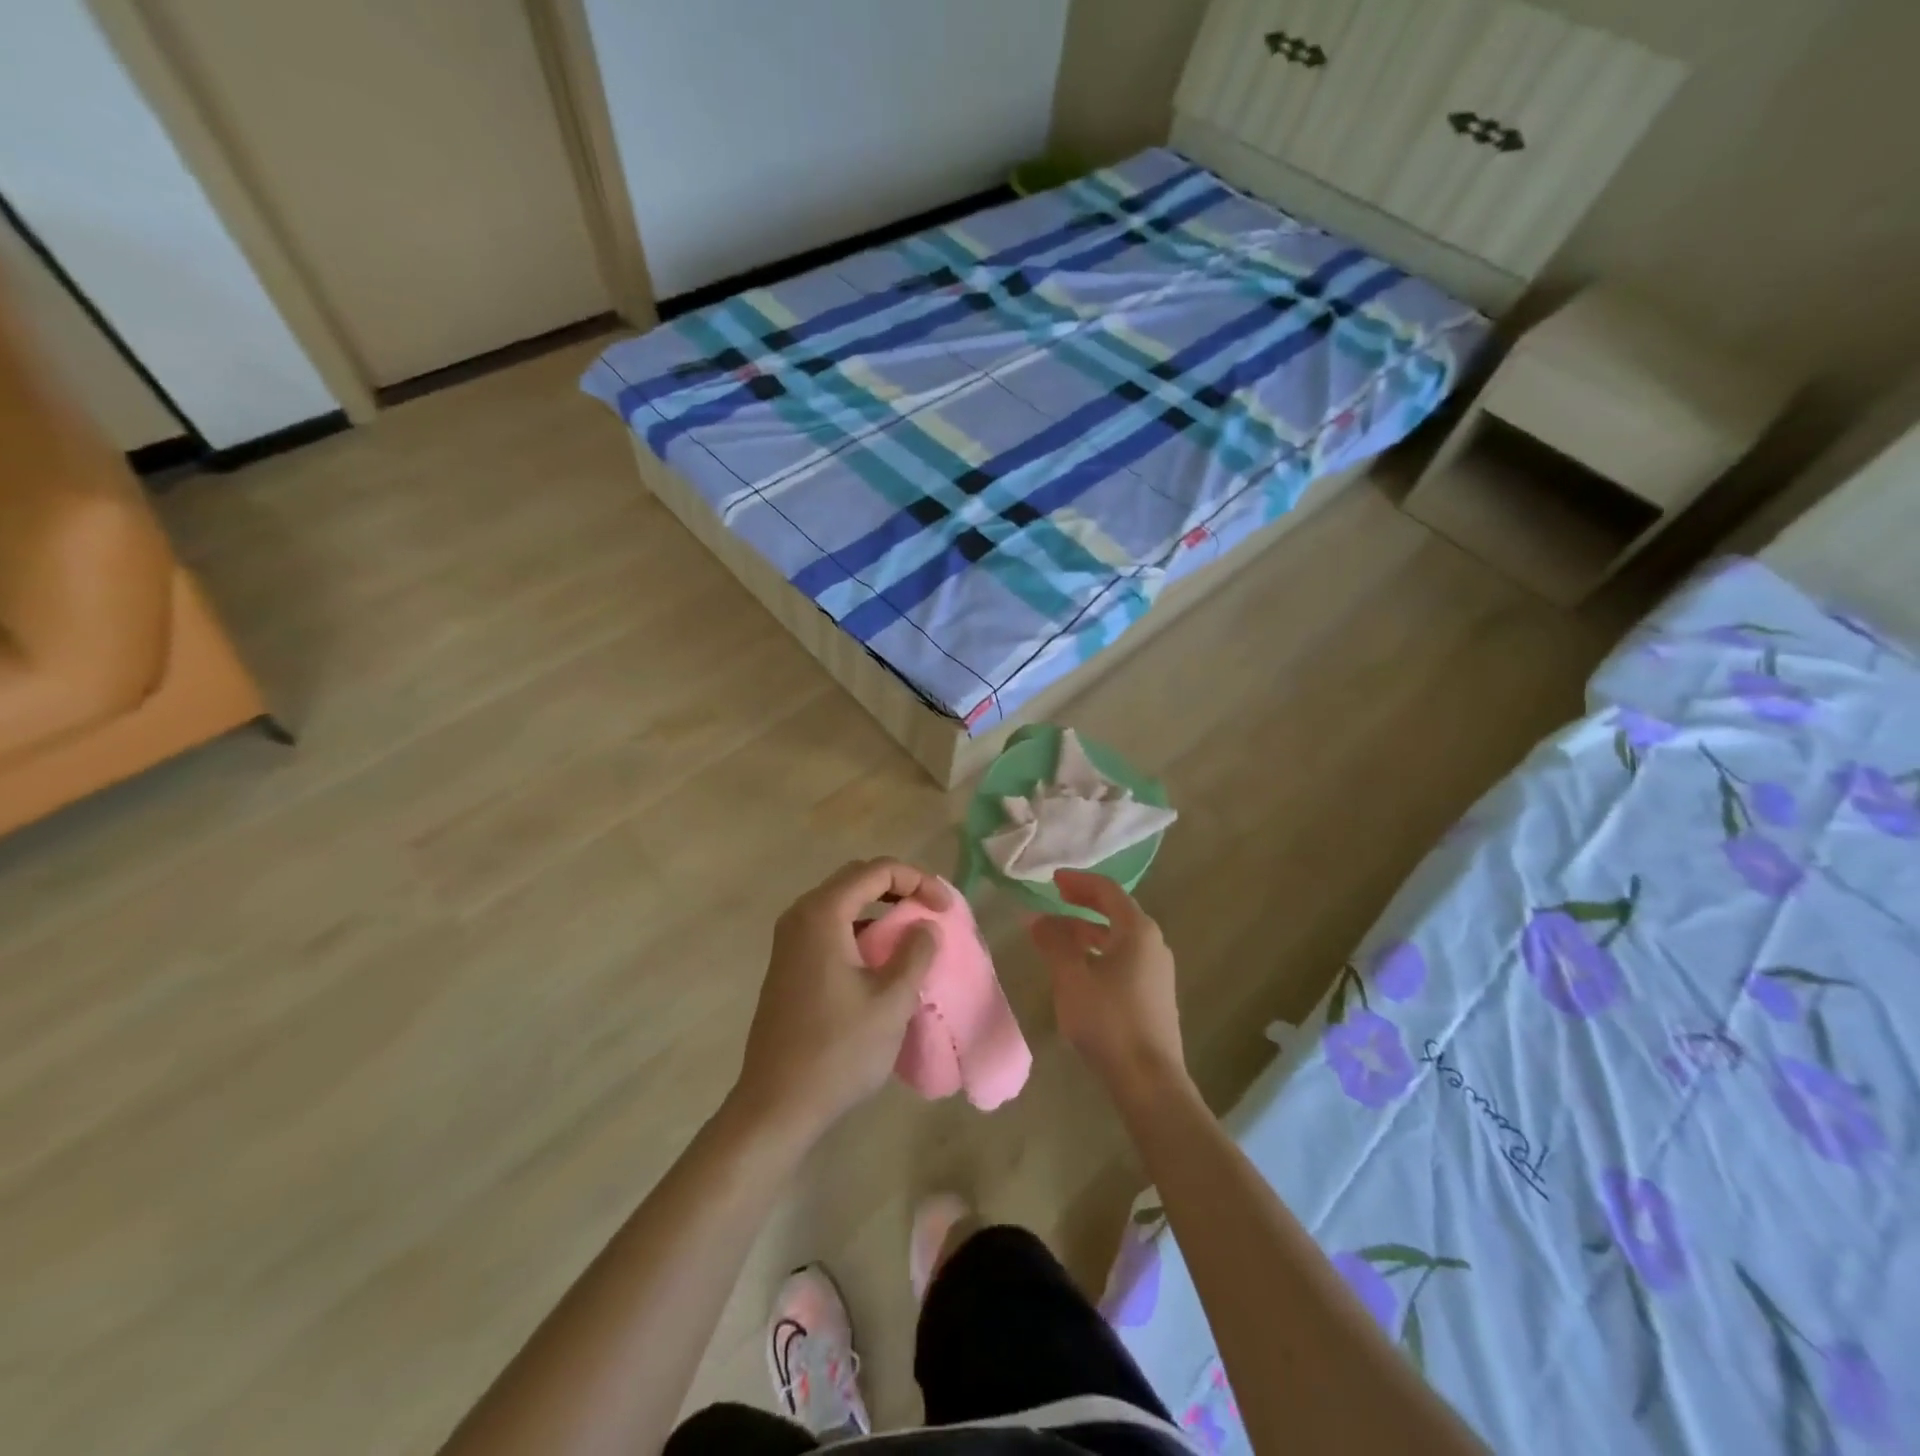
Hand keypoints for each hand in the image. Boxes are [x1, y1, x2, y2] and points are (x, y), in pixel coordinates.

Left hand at [729, 859, 947, 1145]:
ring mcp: (790, 941)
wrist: (776, 1105)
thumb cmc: (838, 1050)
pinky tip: (882, 960)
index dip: (919, 880)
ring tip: (914, 934)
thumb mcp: (891, 1000)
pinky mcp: (789, 964)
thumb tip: (925, 925)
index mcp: (823, 914)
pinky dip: (861, 930)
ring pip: (843, 903)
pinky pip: (831, 928)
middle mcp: (801, 916)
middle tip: (932, 912)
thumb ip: (915, 953)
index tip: (946, 910)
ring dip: (880, 909)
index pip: (877, 870)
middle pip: (857, 879)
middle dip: (900, 887)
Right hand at [1030, 871, 1187, 1101]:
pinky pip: (1122, 959)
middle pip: (1116, 911)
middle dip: (1083, 904)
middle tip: (1055, 899)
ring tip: (1056, 935)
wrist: (1149, 1080)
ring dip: (1087, 931)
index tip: (1053, 880)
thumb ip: (1054, 942)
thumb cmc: (1109, 1020)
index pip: (1107, 890)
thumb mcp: (1072, 977)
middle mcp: (1153, 944)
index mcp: (1138, 930)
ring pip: (1118, 938)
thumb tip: (1037, 918)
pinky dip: (1097, 952)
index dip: (1078, 881)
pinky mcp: (1153, 995)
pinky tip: (1077, 968)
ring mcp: (1156, 971)